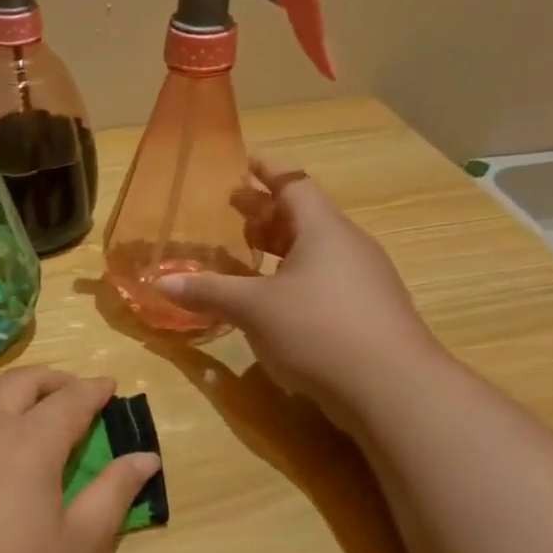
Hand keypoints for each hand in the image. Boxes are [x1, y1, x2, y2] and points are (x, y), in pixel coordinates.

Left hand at [0, 367, 160, 552]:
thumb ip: (112, 495)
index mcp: (31, 441)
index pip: (70, 400)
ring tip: (20, 396)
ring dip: (5, 384)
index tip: (110, 385)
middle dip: (52, 379)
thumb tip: (146, 457)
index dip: (94, 390)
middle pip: (20, 382)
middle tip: (71, 389)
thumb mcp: (75, 548)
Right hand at [158, 157, 446, 415]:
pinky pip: (324, 280)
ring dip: (280, 247)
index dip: (269, 171)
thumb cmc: (319, 330)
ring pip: (315, 251)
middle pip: (304, 217)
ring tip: (248, 252)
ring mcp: (362, 281)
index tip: (247, 163)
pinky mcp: (366, 313)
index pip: (295, 185)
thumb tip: (160, 283)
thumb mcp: (254, 309)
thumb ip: (209, 292)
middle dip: (267, 211)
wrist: (393, 389)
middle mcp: (347, 247)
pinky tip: (275, 300)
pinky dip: (294, 277)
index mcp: (323, 230)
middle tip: (234, 207)